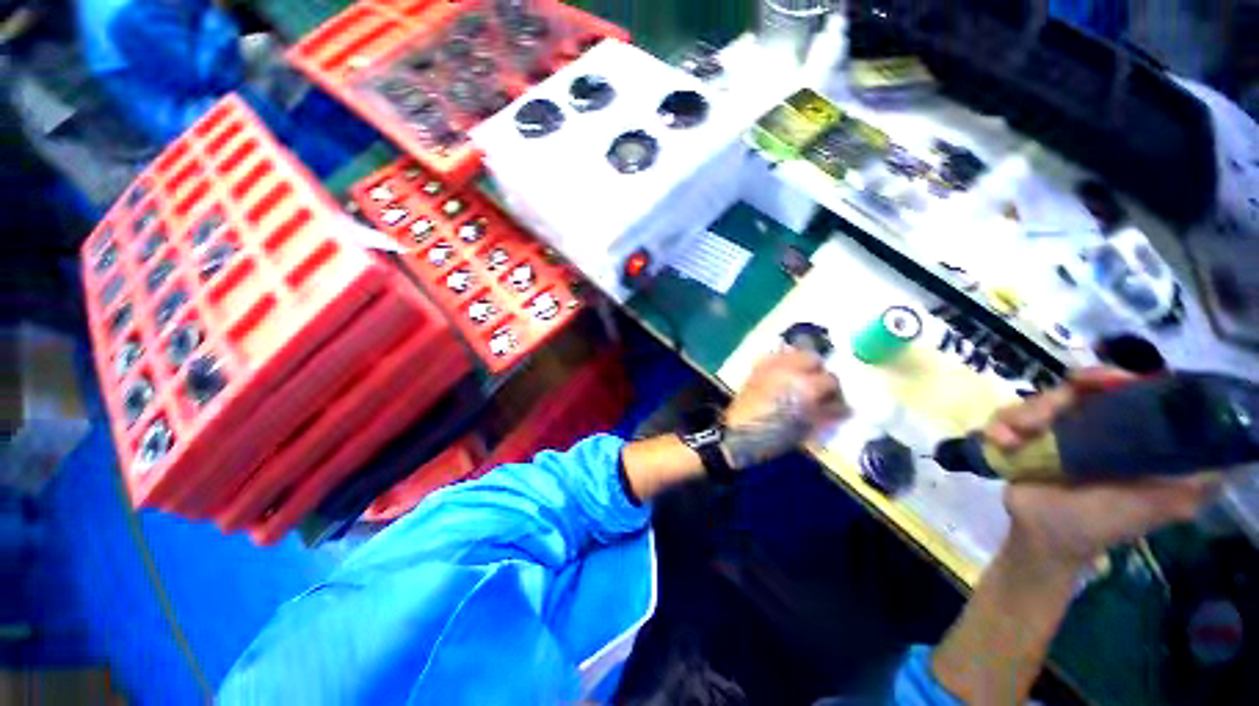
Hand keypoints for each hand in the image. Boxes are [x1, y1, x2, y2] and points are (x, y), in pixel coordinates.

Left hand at [720, 349, 847, 469]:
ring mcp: (770, 365)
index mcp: (806, 386)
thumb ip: (827, 413)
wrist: (739, 433)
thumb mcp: (807, 428)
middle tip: (816, 387)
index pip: (831, 379)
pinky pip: (774, 355)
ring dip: (801, 362)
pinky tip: (782, 373)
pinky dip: (782, 360)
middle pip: (813, 358)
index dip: (835, 393)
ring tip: (799, 378)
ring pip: (794, 351)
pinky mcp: (757, 367)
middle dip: (818, 371)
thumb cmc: (775, 436)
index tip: (834, 402)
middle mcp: (790, 369)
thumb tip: (844, 407)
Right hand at [988, 368, 1220, 567]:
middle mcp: (1093, 426)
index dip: (1117, 378)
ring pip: (1036, 400)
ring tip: (1012, 440)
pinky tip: (999, 443)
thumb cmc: (1101, 524)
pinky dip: (998, 426)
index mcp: (1128, 435)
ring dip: (1021, 415)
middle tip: (1045, 414)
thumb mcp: (1155, 507)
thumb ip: (1192, 485)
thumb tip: (1234, 460)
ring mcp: (1054, 431)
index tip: (1102, 381)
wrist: (1041, 538)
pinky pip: (1005, 417)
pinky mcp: (1022, 437)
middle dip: (1057, 398)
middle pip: (1076, 389)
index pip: (1128, 391)